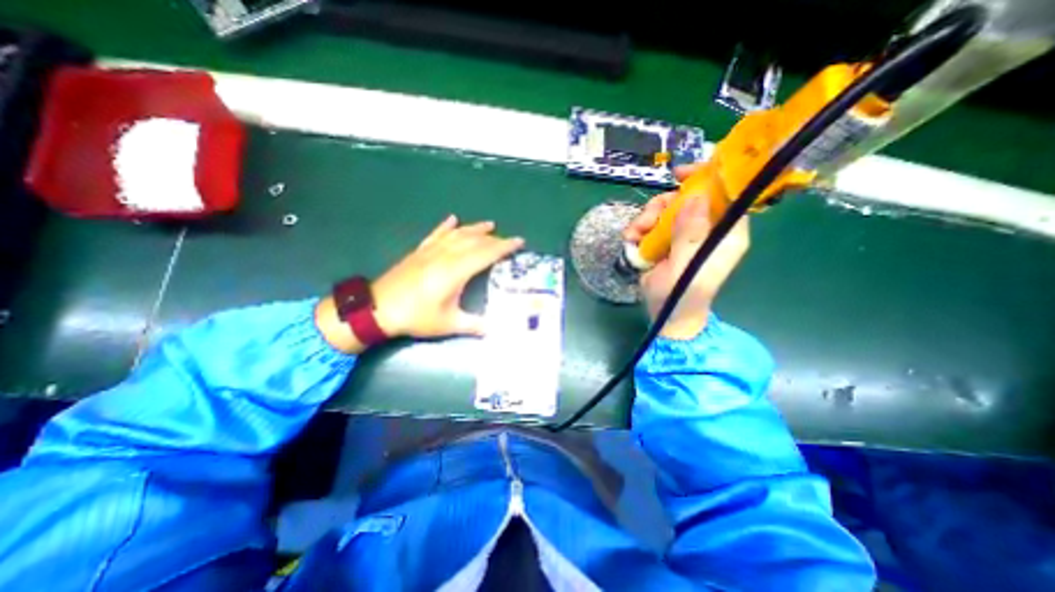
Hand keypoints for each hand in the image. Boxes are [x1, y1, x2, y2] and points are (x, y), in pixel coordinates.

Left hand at [316, 214, 525, 354]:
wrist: (378, 309)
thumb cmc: (416, 316)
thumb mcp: (448, 324)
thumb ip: (474, 325)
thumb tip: (495, 330)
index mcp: (456, 271)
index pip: (486, 253)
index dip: (504, 247)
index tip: (519, 242)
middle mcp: (446, 255)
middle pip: (475, 241)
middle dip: (495, 239)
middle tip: (509, 240)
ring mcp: (431, 251)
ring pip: (458, 234)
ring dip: (475, 228)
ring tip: (490, 225)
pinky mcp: (420, 251)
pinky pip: (436, 234)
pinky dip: (446, 226)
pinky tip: (453, 219)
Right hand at [626, 163, 749, 339]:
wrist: (665, 315)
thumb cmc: (682, 295)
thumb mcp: (686, 266)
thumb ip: (691, 234)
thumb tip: (695, 197)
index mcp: (725, 234)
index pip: (725, 195)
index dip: (706, 179)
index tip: (680, 175)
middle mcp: (707, 230)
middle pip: (688, 199)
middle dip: (663, 205)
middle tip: (648, 218)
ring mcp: (684, 235)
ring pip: (665, 210)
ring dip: (646, 218)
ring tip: (635, 234)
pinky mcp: (666, 241)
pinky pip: (652, 224)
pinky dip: (639, 229)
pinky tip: (632, 240)